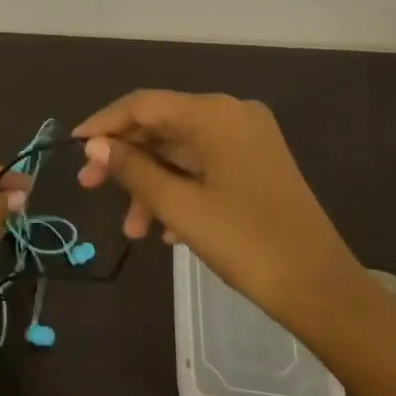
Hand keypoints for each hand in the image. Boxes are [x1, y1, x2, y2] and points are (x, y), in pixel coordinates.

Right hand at [74, 91, 381, 350]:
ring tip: (132, 229)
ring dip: (151, 184)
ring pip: (180, 151)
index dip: (104, 124)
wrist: (322, 290)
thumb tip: (95, 145)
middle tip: (90, 187)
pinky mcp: (256, 165)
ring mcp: (248, 140)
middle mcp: (232, 115)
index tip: (73, 147)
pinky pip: (203, 166)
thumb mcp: (180, 207)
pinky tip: (164, 230)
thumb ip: (132, 169)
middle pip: (162, 126)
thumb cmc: (246, 242)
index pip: (144, 104)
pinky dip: (178, 190)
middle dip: (125, 159)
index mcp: (215, 114)